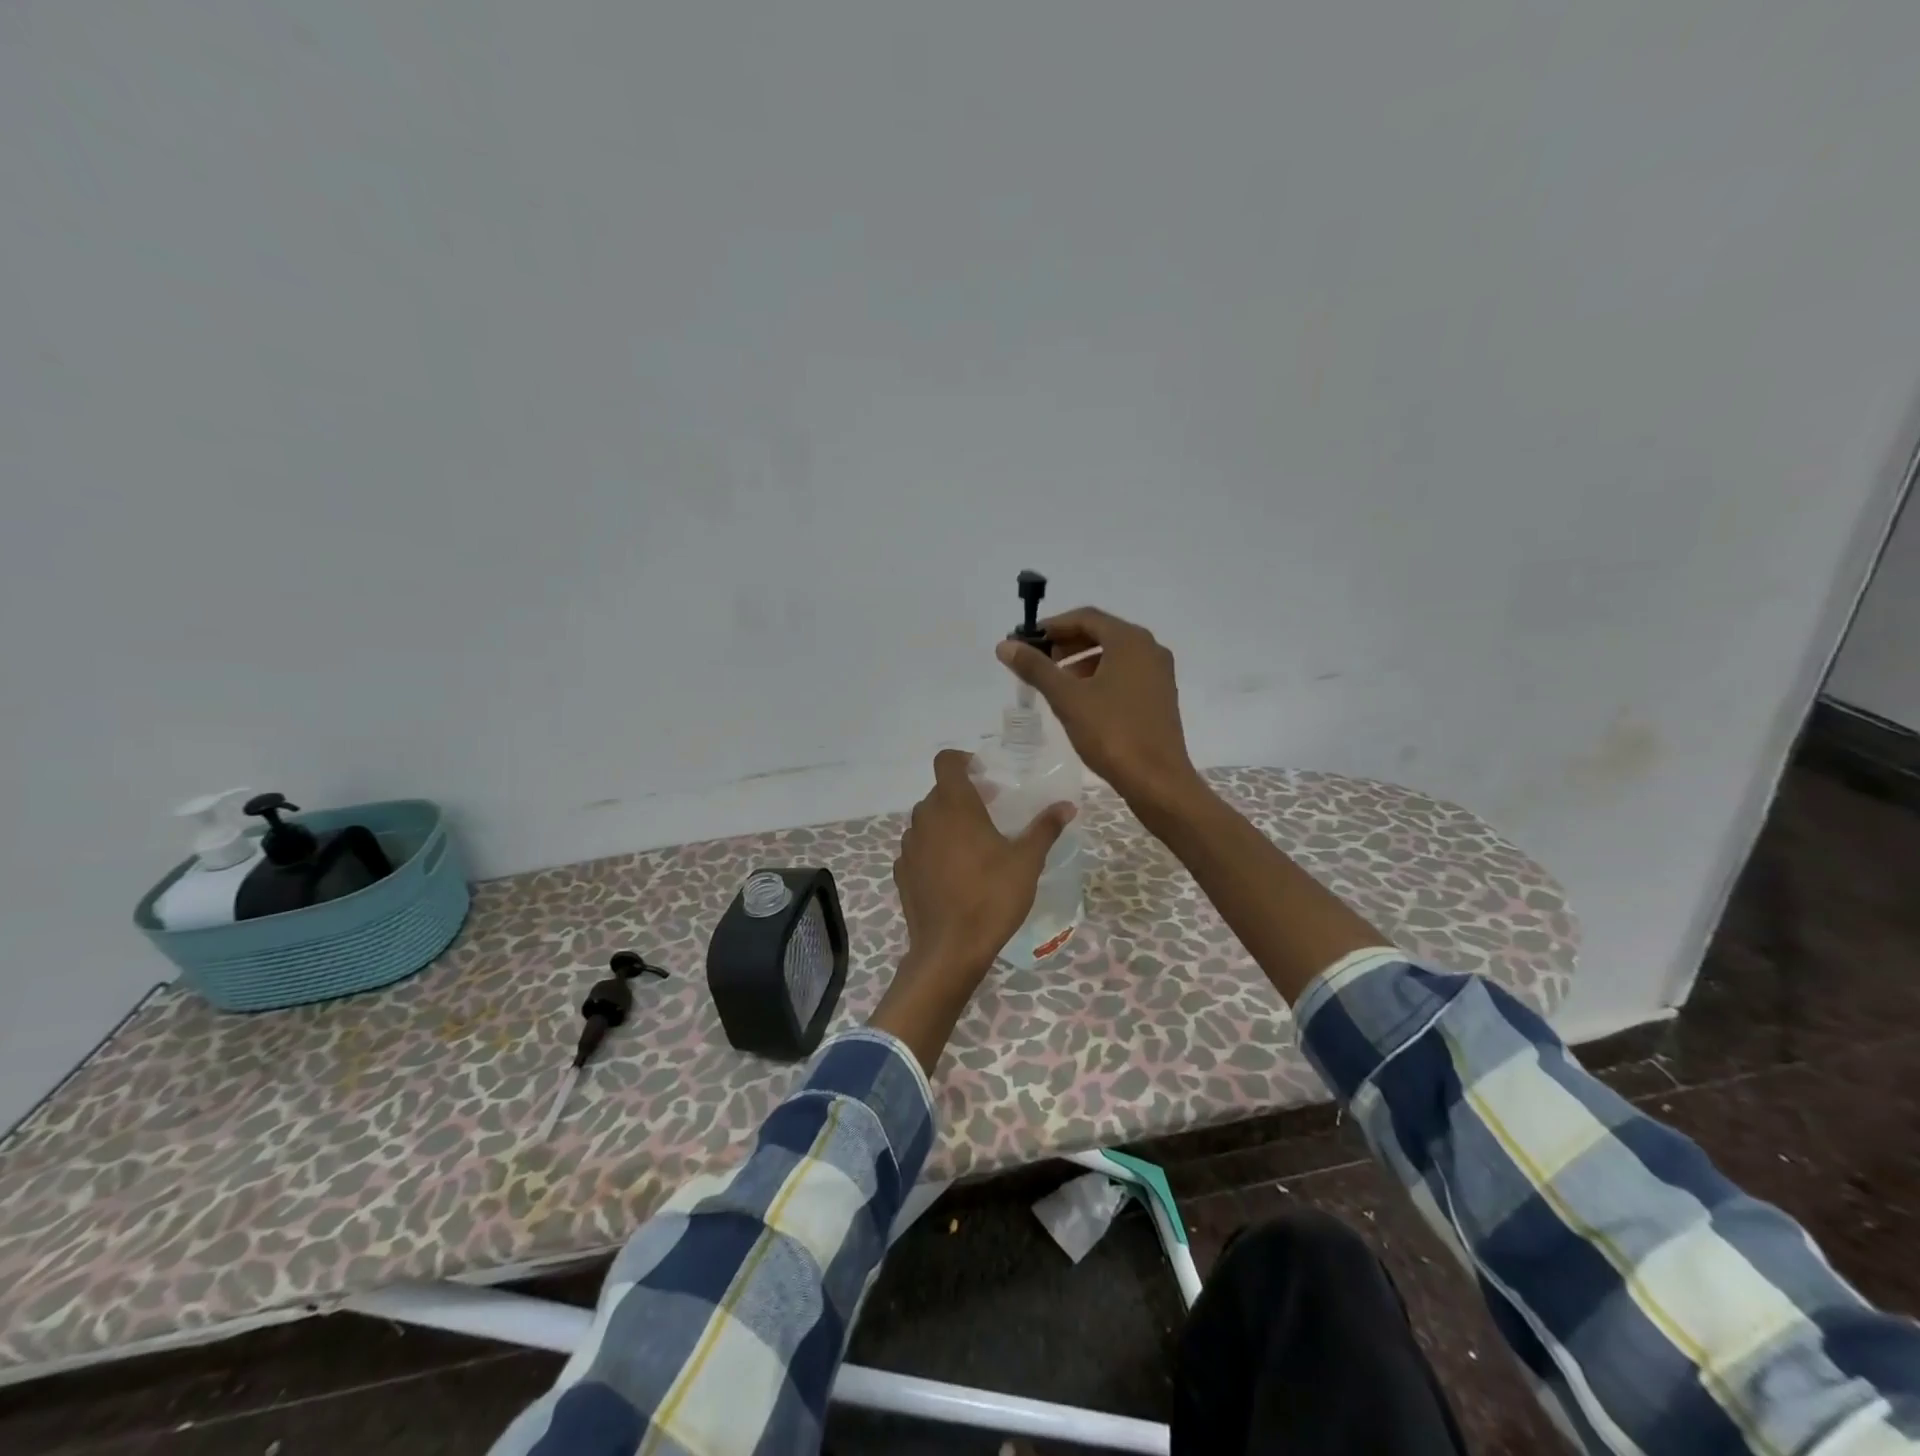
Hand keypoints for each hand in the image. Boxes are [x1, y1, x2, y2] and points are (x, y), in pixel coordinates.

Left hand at [869, 749, 1074, 1071]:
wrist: (949, 949)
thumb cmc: (992, 898)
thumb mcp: (1027, 862)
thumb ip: (1045, 828)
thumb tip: (1067, 805)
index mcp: (954, 805)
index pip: (947, 761)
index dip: (963, 760)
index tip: (984, 774)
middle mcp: (925, 818)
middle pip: (940, 791)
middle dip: (963, 795)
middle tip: (991, 811)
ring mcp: (909, 846)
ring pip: (927, 819)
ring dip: (947, 822)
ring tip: (973, 844)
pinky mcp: (901, 871)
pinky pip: (919, 847)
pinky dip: (934, 849)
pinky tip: (954, 872)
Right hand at [996, 606, 1202, 816]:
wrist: (1157, 780)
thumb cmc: (1112, 733)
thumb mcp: (1067, 698)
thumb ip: (1036, 668)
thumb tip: (1005, 645)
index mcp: (1130, 640)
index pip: (1086, 617)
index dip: (1052, 625)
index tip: (1026, 640)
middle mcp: (1149, 649)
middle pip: (1101, 633)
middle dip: (1066, 643)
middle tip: (1037, 660)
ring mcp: (1158, 674)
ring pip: (1114, 655)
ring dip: (1082, 661)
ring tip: (1055, 681)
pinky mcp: (1160, 697)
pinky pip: (1125, 674)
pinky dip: (1100, 676)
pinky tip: (1081, 700)